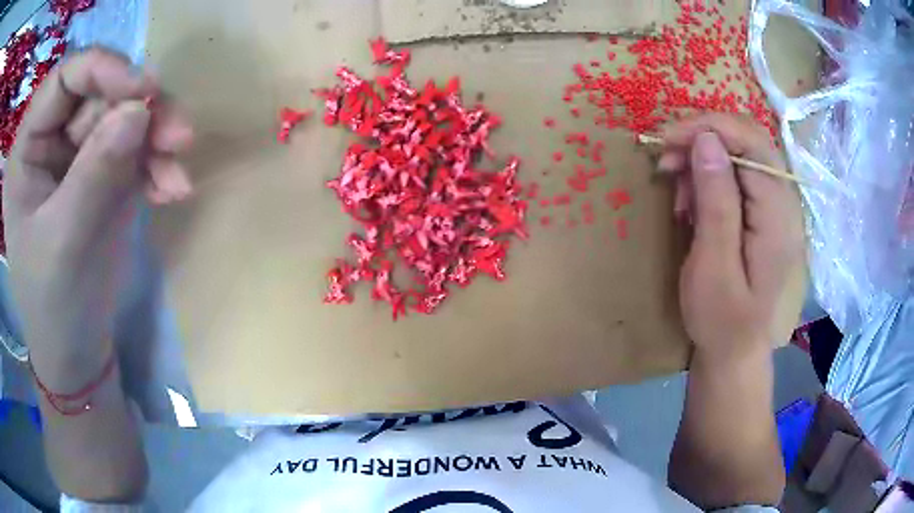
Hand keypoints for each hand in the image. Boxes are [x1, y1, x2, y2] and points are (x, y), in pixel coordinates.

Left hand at [4, 48, 192, 387]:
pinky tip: (172, 190)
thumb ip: (94, 173)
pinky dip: (157, 167)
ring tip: (180, 165)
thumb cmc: (54, 305)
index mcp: (27, 149)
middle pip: (100, 95)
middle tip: (179, 134)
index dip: (103, 70)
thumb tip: (139, 109)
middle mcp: (50, 141)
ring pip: (124, 119)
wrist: (77, 353)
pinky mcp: (103, 177)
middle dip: (141, 108)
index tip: (144, 90)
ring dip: (157, 137)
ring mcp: (77, 157)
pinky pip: (136, 152)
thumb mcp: (65, 242)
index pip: (64, 79)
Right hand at [658, 114, 804, 363]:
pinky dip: (710, 179)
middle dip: (703, 140)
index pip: (751, 143)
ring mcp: (777, 209)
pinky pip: (739, 178)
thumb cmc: (722, 322)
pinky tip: (693, 203)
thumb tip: (707, 140)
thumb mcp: (713, 266)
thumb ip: (716, 201)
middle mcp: (785, 204)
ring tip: (677, 191)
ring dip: (704, 160)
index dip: (708, 128)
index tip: (667, 140)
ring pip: (741, 156)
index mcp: (778, 216)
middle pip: (748, 142)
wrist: (735, 356)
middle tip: (667, 161)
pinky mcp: (765, 217)